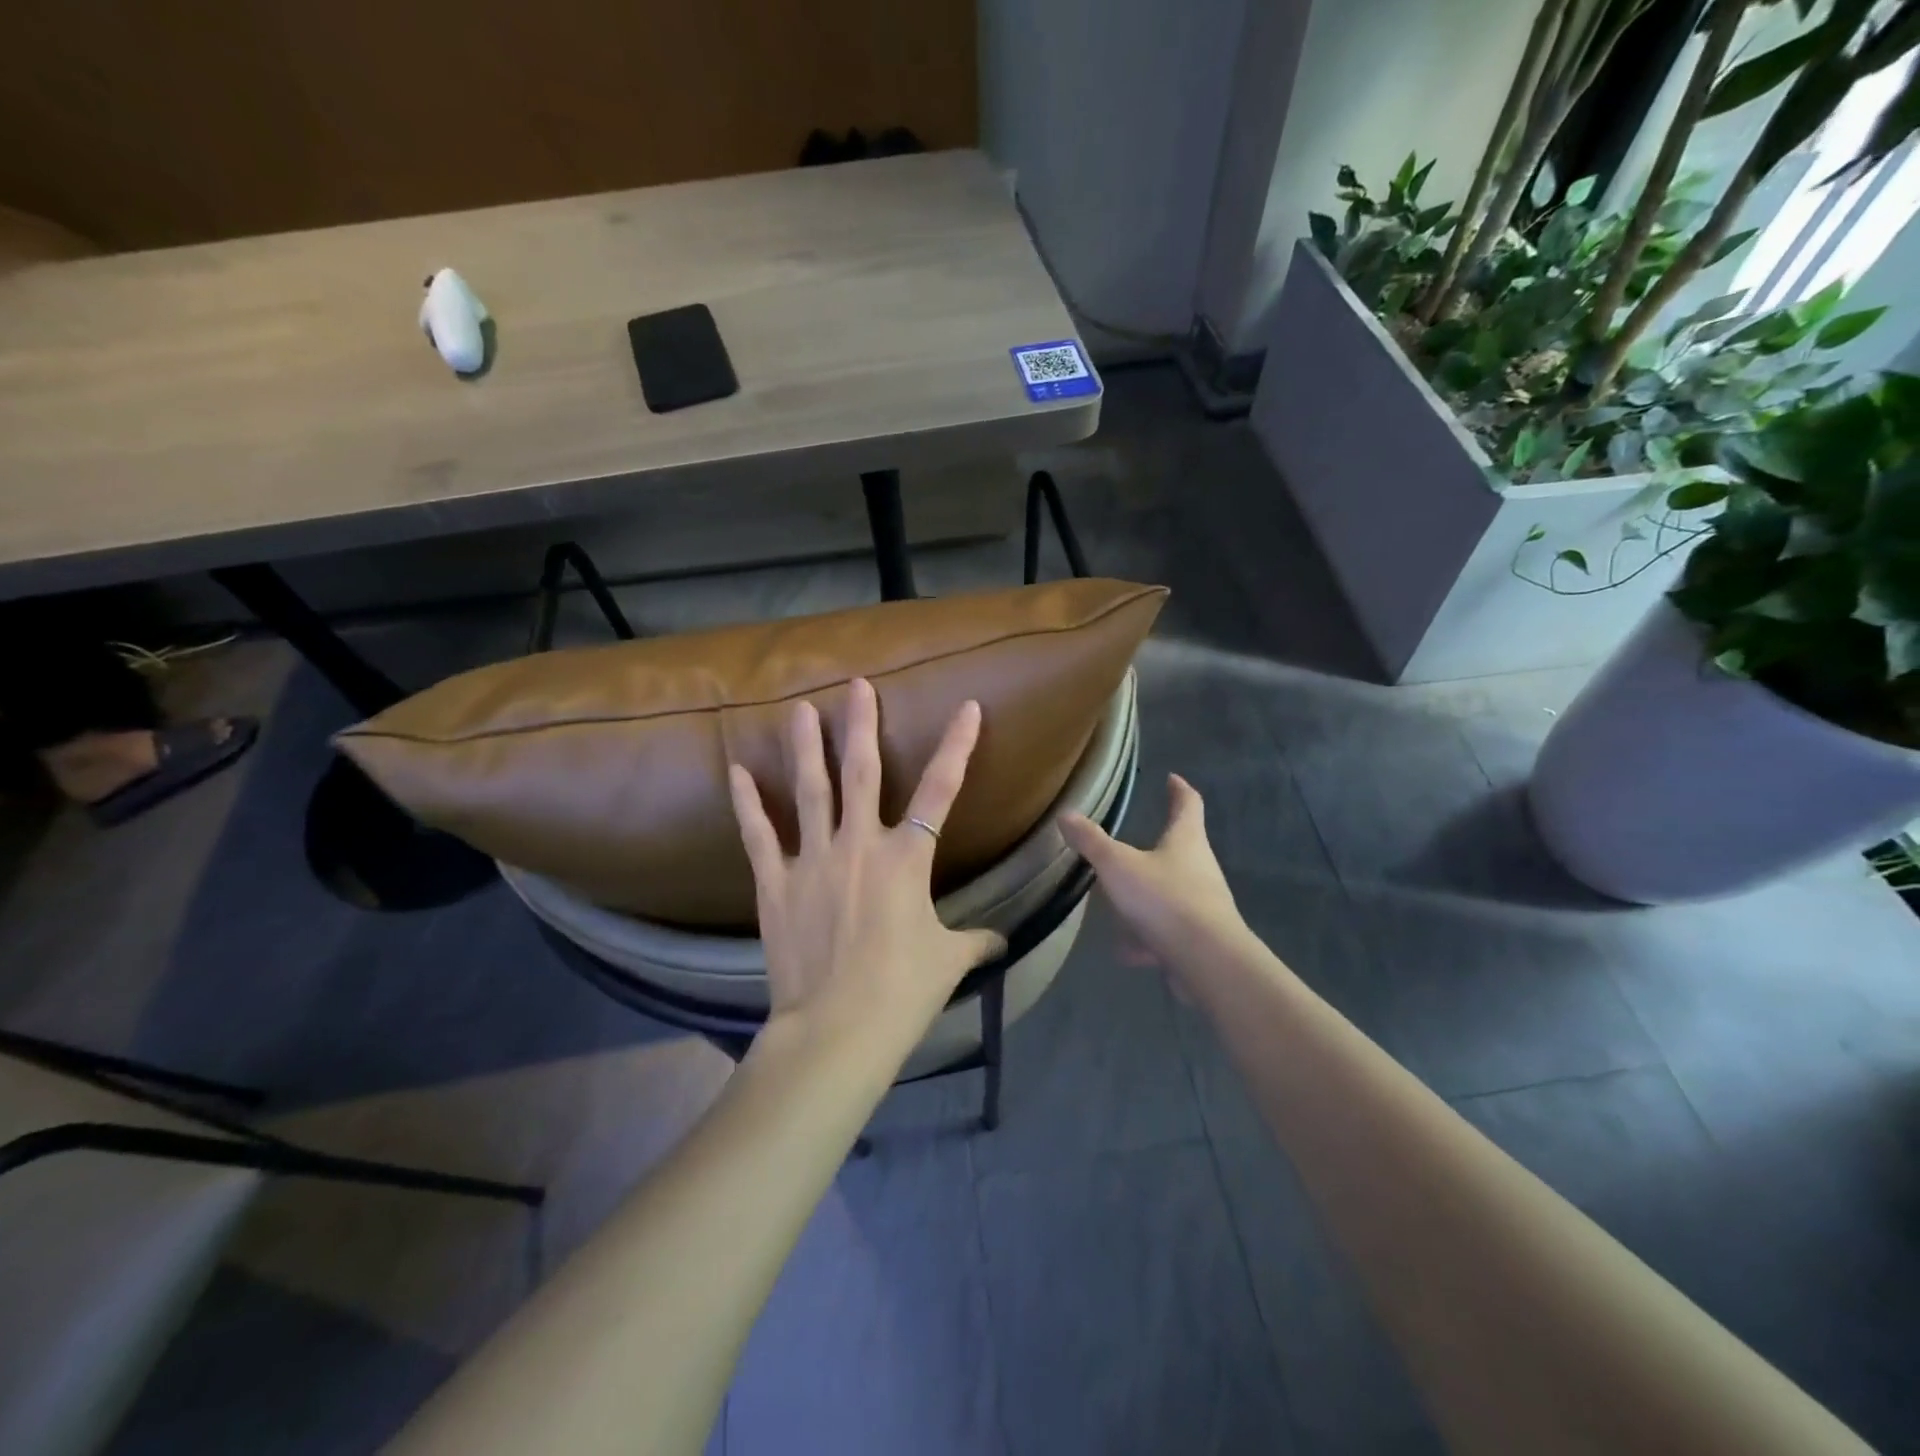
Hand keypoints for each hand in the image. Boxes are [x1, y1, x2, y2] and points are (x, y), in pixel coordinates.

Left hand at [728, 678, 1006, 1050]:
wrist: (838, 1029)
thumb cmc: (902, 991)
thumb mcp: (947, 961)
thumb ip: (975, 942)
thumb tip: (1000, 943)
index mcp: (906, 859)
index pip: (941, 790)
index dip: (957, 746)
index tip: (968, 707)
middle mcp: (860, 845)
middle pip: (862, 771)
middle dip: (861, 725)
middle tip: (856, 684)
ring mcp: (813, 859)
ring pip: (810, 790)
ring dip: (805, 746)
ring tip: (799, 708)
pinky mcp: (776, 883)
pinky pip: (759, 834)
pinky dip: (747, 802)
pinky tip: (736, 770)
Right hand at [1060, 774, 1244, 975]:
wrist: (1206, 960)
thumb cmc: (1164, 898)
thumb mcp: (1118, 865)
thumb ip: (1092, 842)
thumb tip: (1066, 814)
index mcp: (1187, 841)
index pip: (1188, 805)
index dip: (1179, 790)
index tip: (1172, 779)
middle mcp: (1201, 869)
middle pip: (1183, 849)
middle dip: (1160, 845)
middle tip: (1136, 842)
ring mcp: (1203, 906)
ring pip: (1172, 893)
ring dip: (1150, 896)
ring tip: (1122, 902)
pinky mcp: (1199, 940)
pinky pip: (1168, 931)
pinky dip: (1148, 937)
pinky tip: (1126, 950)